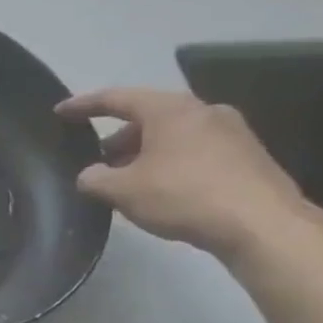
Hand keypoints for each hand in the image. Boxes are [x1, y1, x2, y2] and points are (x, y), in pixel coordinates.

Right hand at [56, 88, 314, 261]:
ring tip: (126, 180)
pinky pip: (194, 150)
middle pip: (148, 117)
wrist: (261, 223)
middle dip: (118, 138)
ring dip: (144, 152)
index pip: (117, 99)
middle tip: (97, 161)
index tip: (60, 111)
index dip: (84, 105)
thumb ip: (95, 179)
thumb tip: (90, 175)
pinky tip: (160, 189)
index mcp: (170, 110)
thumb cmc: (184, 196)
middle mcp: (202, 110)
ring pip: (172, 135)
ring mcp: (230, 131)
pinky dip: (169, 162)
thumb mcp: (123, 191)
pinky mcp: (245, 155)